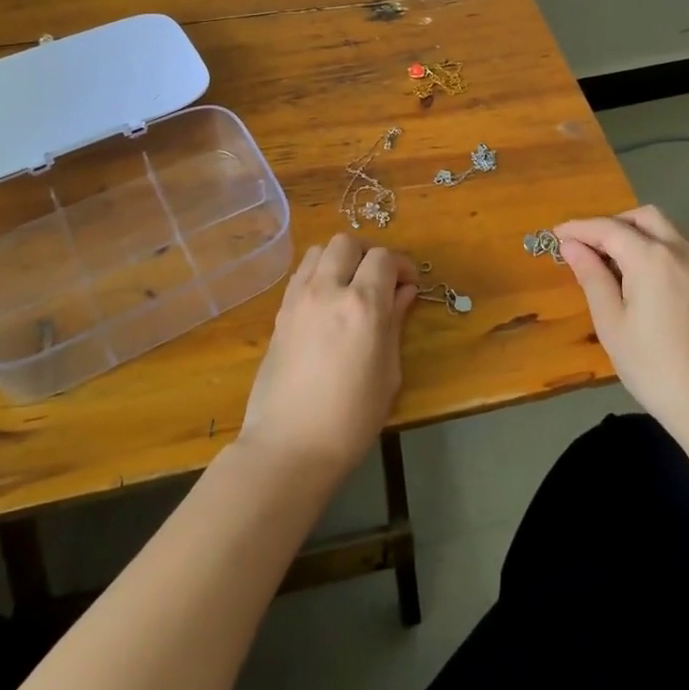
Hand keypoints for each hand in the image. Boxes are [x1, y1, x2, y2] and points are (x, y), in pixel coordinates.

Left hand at [238, 233, 418, 478]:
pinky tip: (326, 302)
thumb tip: (404, 293)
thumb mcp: (388, 373)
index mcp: (363, 304)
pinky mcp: (280, 312)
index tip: (408, 285)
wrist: (289, 446)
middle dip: (369, 254)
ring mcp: (299, 298)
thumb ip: (395, 324)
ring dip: (339, 259)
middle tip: (379, 280)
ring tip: (350, 285)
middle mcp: (328, 289)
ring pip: (320, 250)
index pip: (384, 258)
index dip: (401, 266)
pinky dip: (317, 273)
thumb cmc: (351, 418)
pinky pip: (301, 273)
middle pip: (348, 243)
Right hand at [556, 206, 688, 432]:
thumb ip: (591, 276)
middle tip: (587, 246)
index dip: (579, 228)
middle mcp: (680, 250)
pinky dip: (654, 247)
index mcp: (652, 258)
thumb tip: (571, 246)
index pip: (609, 229)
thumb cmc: (653, 365)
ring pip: (664, 229)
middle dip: (611, 224)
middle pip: (642, 217)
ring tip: (610, 262)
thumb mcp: (611, 322)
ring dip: (635, 233)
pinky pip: (677, 248)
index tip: (556, 235)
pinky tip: (639, 276)